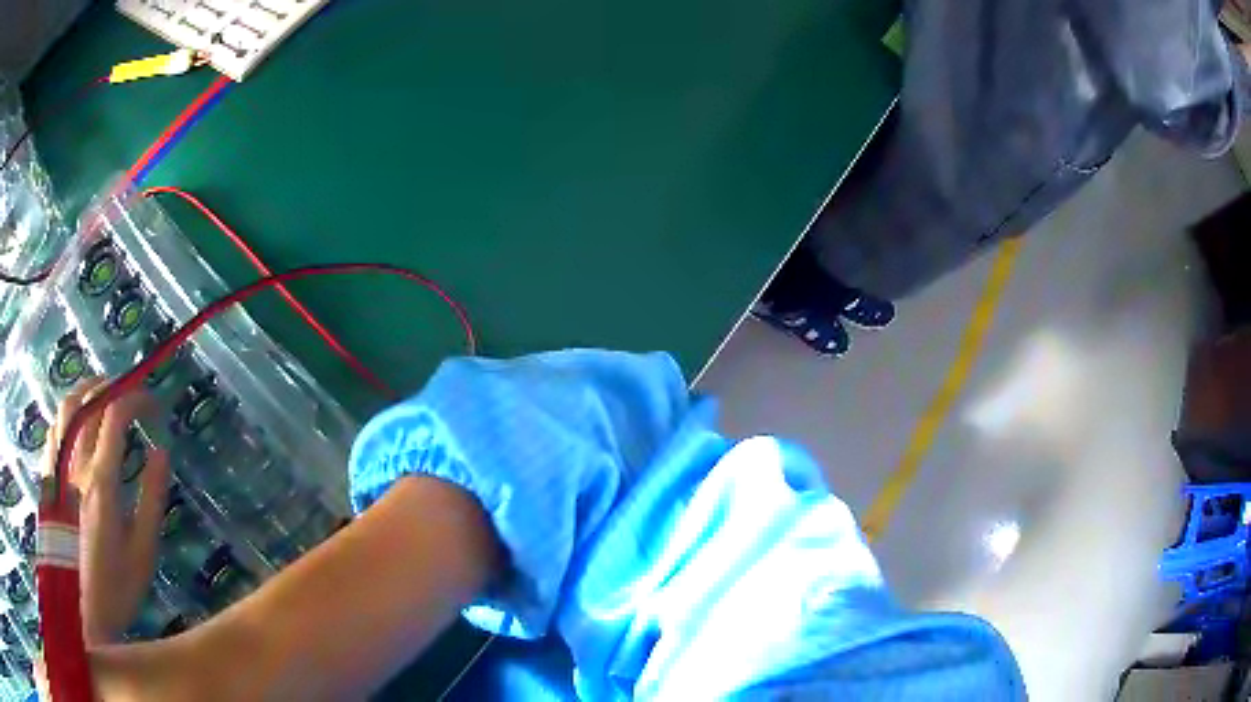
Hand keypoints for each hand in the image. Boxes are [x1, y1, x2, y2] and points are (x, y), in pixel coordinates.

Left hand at [51, 379, 171, 644]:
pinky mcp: (49, 477)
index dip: (135, 399)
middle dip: (111, 387)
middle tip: (128, 394)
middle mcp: (75, 463)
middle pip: (88, 401)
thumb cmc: (115, 586)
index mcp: (101, 481)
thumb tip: (161, 451)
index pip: (115, 415)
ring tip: (100, 395)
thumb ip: (152, 499)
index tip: (153, 404)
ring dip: (86, 392)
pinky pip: (54, 428)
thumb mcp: (143, 552)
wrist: (82, 609)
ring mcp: (58, 467)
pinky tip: (75, 424)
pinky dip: (67, 414)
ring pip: (66, 407)